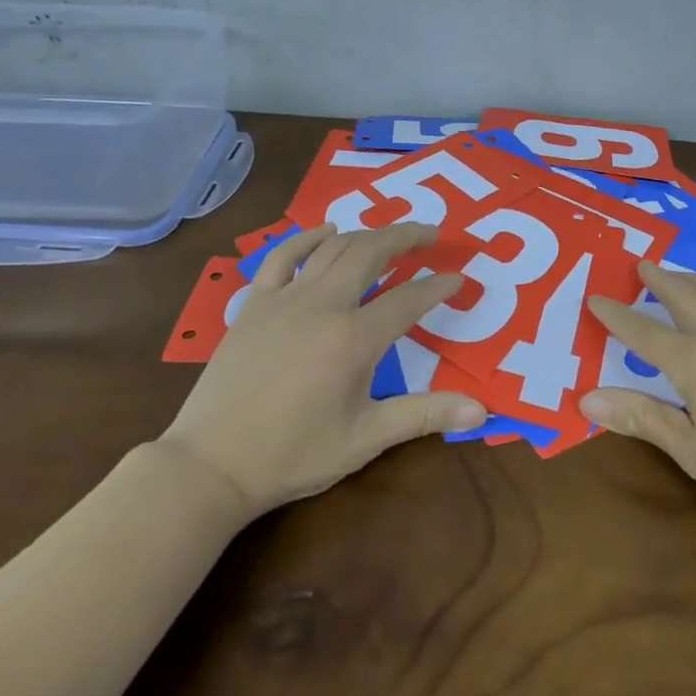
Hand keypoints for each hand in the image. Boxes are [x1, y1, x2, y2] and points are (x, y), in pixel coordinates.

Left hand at [163, 223, 487, 515]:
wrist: (212, 464)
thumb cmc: (294, 454)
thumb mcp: (366, 439)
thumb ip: (424, 415)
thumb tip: (483, 410)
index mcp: (354, 338)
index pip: (409, 299)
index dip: (438, 286)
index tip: (458, 278)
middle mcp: (323, 305)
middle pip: (372, 253)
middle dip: (406, 237)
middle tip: (431, 234)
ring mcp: (285, 299)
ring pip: (333, 248)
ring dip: (367, 235)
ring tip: (390, 234)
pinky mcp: (255, 303)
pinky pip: (284, 256)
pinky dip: (309, 238)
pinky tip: (327, 232)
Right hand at [583, 263, 695, 539]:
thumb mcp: (690, 451)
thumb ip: (640, 417)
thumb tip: (586, 400)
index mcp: (695, 362)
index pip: (644, 332)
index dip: (616, 315)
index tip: (595, 299)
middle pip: (685, 295)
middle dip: (659, 279)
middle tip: (643, 266)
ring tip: (684, 275)